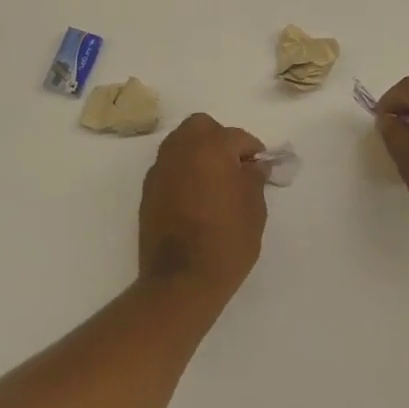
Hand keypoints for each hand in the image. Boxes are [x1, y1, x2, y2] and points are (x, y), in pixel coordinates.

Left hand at [138, 113, 268, 304]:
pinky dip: (183, 170)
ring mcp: (160, 169)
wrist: (181, 280)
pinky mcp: (148, 190)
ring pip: (180, 142)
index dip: (252, 149)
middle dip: (219, 138)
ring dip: (198, 151)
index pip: (236, 136)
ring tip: (214, 179)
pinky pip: (168, 166)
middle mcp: (181, 151)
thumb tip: (254, 165)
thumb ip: (254, 179)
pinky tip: (195, 195)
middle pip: (201, 126)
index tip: (260, 166)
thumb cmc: (227, 243)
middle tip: (234, 165)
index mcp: (211, 149)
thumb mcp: (254, 209)